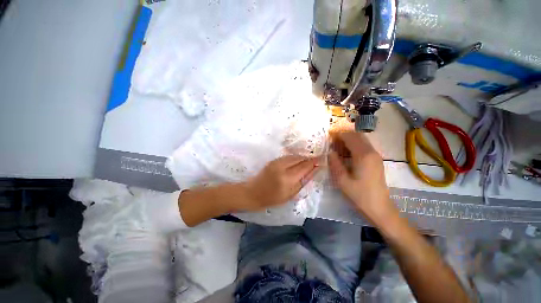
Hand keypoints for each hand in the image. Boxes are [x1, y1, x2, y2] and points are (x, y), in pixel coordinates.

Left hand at [238, 155, 320, 211]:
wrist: (253, 192)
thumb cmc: (272, 198)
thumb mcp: (290, 195)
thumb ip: (303, 182)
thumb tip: (314, 171)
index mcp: (288, 179)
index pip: (305, 167)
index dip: (314, 163)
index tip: (322, 160)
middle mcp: (283, 167)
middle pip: (300, 159)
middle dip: (309, 158)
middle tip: (317, 158)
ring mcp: (277, 162)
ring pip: (294, 156)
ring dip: (302, 157)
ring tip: (309, 159)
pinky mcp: (273, 160)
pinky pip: (287, 157)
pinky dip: (295, 157)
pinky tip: (298, 160)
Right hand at [328, 132, 396, 224]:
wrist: (380, 208)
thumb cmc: (359, 195)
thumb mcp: (342, 180)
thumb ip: (335, 163)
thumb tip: (330, 152)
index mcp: (363, 155)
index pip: (350, 137)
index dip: (338, 135)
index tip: (328, 137)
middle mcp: (371, 152)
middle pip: (357, 136)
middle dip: (343, 136)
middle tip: (331, 143)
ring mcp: (375, 156)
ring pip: (361, 140)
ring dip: (349, 141)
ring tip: (337, 148)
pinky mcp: (376, 160)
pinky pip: (364, 147)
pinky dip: (354, 146)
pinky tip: (346, 154)